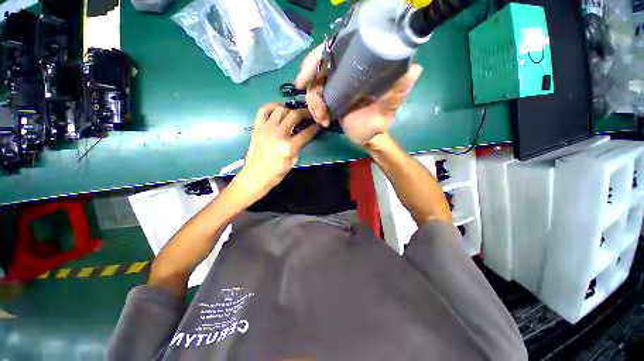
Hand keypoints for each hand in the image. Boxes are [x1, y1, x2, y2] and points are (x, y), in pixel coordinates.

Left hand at [234, 104, 320, 202]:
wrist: (255, 176)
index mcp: (289, 147)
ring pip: (280, 109)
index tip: (319, 123)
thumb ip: (298, 147)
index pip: (306, 133)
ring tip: (293, 114)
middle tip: (308, 115)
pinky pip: (263, 110)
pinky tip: (277, 109)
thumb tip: (301, 136)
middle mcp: (278, 134)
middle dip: (305, 113)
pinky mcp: (257, 127)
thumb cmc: (276, 173)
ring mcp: (266, 129)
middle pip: (294, 115)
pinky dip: (271, 106)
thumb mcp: (293, 162)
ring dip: (289, 110)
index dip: (315, 127)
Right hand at [295, 44, 423, 145]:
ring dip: (314, 104)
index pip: (333, 52)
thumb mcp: (384, 113)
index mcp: (360, 69)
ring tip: (323, 119)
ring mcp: (337, 84)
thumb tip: (415, 70)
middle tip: (318, 111)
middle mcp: (347, 72)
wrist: (366, 138)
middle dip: (313, 91)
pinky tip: (322, 120)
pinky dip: (315, 109)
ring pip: (314, 85)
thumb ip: (394, 95)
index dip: (314, 61)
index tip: (303, 81)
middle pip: (318, 69)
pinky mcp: (331, 95)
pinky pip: (315, 97)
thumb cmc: (375, 126)